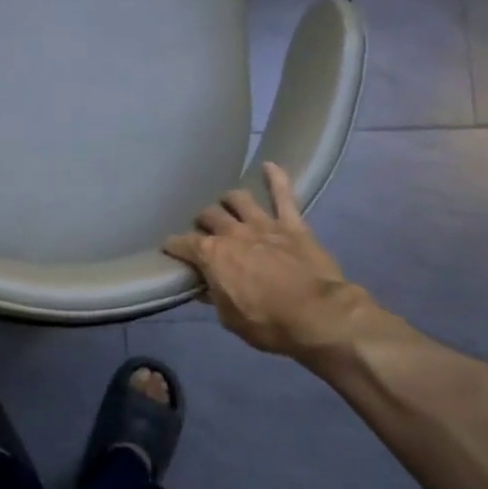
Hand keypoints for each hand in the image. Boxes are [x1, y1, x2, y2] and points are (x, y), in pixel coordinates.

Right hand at [164, 162, 372, 358]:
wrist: (318, 315)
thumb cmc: (267, 323)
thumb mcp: (229, 318)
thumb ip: (214, 297)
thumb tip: (204, 287)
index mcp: (211, 256)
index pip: (182, 244)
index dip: (173, 247)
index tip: (170, 249)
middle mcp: (232, 232)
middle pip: (208, 215)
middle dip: (202, 221)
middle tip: (204, 231)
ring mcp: (263, 224)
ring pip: (238, 199)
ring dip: (229, 201)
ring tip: (227, 206)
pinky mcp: (292, 224)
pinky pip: (283, 194)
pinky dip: (276, 178)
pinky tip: (269, 165)